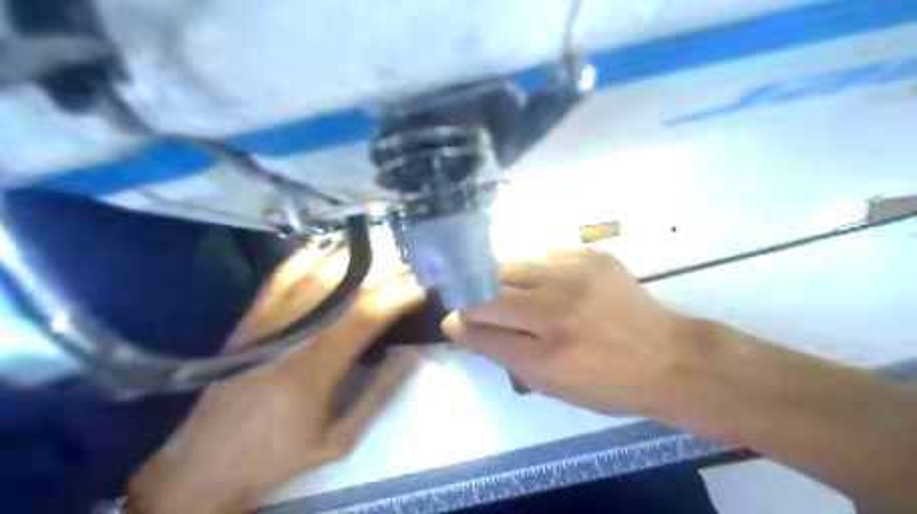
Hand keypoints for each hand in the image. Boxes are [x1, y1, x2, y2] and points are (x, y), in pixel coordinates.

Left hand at [131, 245, 421, 513]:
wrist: (203, 464)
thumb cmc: (278, 455)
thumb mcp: (339, 440)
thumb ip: (378, 394)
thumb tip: (410, 354)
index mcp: (313, 372)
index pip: (364, 317)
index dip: (397, 297)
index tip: (422, 288)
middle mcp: (289, 338)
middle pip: (344, 290)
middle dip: (383, 274)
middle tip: (410, 268)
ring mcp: (265, 324)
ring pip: (314, 277)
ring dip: (353, 261)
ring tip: (382, 255)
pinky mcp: (250, 320)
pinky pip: (281, 278)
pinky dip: (308, 258)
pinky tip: (331, 249)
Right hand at [442, 248, 687, 417]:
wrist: (666, 358)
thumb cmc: (603, 383)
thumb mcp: (546, 382)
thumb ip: (496, 350)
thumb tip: (456, 324)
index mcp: (544, 348)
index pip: (478, 318)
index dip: (461, 317)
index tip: (458, 319)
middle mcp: (556, 304)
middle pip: (489, 282)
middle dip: (476, 293)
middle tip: (486, 307)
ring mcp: (575, 272)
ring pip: (513, 264)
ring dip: (505, 281)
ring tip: (526, 300)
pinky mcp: (591, 254)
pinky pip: (543, 256)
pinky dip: (537, 273)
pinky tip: (555, 289)